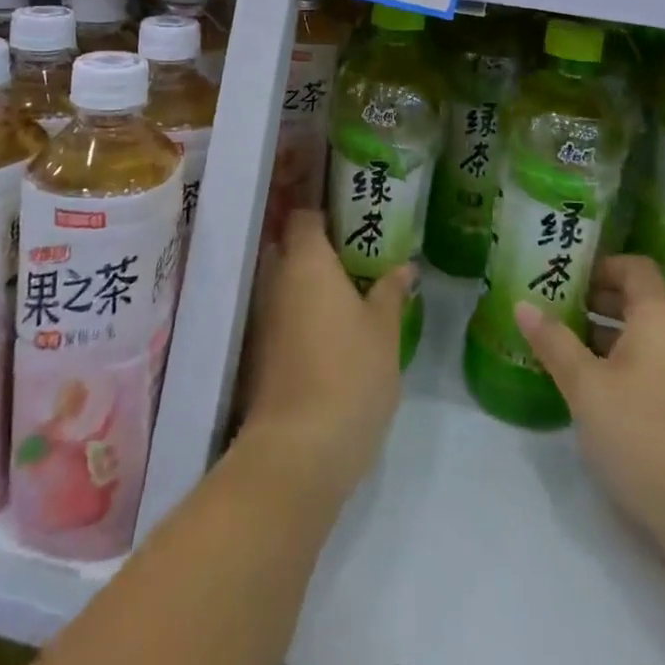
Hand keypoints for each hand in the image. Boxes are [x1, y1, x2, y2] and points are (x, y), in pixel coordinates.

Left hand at [239, 209, 412, 500]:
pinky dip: (302, 315)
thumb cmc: (349, 374)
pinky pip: (282, 315)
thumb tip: (405, 267)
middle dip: (319, 249)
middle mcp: (276, 280)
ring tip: (352, 294)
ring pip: (285, 284)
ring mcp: (263, 318)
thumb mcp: (384, 330)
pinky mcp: (259, 353)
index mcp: (306, 260)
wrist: (298, 452)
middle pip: (290, 247)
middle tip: (358, 258)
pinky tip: (333, 332)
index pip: (304, 216)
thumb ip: (391, 292)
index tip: (354, 220)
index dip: (325, 213)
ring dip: (310, 285)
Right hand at [515, 255, 664, 546]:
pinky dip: (614, 364)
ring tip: (556, 344)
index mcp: (658, 318)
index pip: (634, 267)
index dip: (600, 265)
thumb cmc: (643, 434)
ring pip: (637, 337)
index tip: (563, 275)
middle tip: (548, 305)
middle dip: (591, 299)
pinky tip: (583, 386)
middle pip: (634, 300)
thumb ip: (553, 342)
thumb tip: (522, 304)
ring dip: (598, 335)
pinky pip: (644, 367)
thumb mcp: (586, 386)